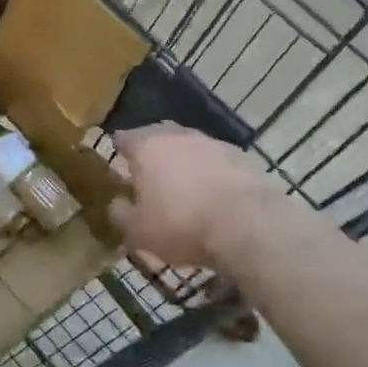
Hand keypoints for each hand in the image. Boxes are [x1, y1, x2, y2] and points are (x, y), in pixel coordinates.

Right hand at [107, 123, 282, 268]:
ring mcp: (213, 143)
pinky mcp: (243, 157)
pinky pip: (217, 163)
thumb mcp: (138, 231)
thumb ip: (120, 214)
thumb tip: (117, 204)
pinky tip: (214, 198)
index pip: (124, 138)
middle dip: (153, 155)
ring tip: (184, 192)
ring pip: (190, 149)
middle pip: (158, 138)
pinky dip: (211, 175)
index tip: (119, 168)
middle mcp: (177, 135)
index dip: (119, 152)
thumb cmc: (181, 223)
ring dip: (185, 165)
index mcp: (146, 146)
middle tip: (149, 179)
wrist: (250, 224)